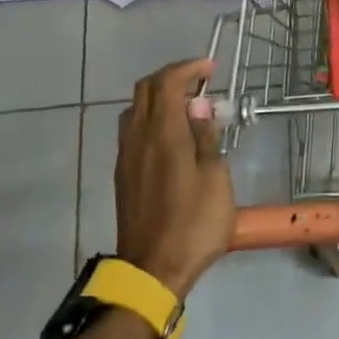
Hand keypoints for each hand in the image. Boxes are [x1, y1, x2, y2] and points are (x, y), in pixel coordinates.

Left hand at [114, 58, 233, 298]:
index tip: (211, 68)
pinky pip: (133, 130)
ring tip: (188, 108)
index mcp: (162, 134)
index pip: (167, 82)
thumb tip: (199, 106)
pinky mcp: (123, 174)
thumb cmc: (193, 224)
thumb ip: (206, 137)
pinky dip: (152, 118)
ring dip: (159, 98)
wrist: (152, 270)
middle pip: (145, 89)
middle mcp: (137, 137)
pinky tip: (172, 136)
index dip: (188, 68)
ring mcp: (126, 156)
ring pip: (135, 109)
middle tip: (200, 84)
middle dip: (172, 77)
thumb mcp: (215, 178)